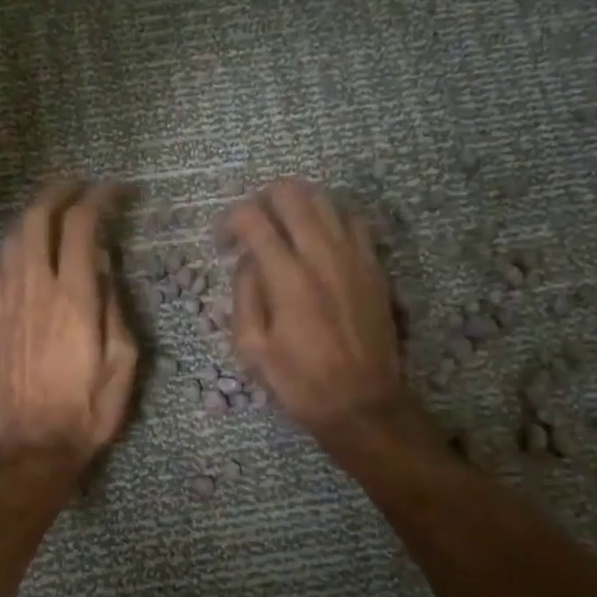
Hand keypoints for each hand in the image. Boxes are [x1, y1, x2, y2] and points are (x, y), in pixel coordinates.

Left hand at [0, 182, 138, 466]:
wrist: (35, 446)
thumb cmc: (90, 409)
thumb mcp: (124, 362)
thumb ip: (115, 307)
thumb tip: (103, 267)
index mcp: (74, 298)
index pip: (81, 226)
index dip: (99, 199)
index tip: (116, 192)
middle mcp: (35, 289)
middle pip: (37, 218)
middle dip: (59, 192)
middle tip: (80, 186)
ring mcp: (7, 303)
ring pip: (12, 239)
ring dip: (34, 215)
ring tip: (54, 212)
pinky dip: (13, 249)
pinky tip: (24, 254)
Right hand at [223, 179, 416, 441]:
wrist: (362, 402)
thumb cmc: (299, 382)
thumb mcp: (252, 348)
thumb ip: (245, 294)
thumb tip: (248, 261)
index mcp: (287, 277)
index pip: (252, 218)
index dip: (229, 221)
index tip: (222, 242)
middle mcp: (322, 254)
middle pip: (291, 193)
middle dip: (262, 199)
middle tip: (252, 225)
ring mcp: (354, 256)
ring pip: (325, 199)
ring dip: (297, 204)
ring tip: (283, 228)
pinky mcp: (374, 266)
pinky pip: (353, 221)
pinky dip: (330, 219)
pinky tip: (319, 240)